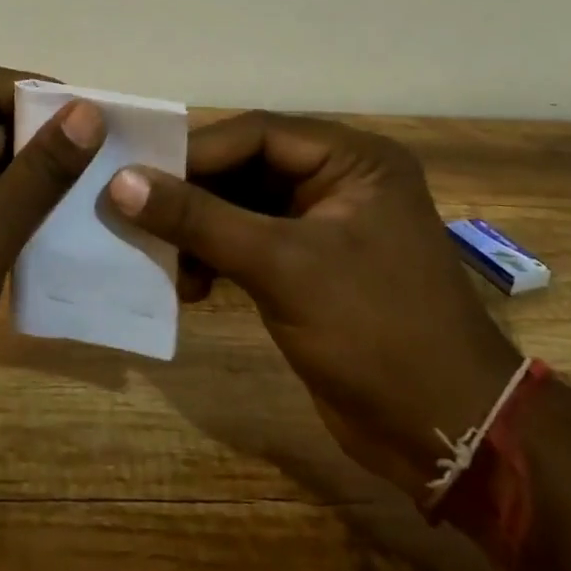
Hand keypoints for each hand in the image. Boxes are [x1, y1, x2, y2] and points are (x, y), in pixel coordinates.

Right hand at [105, 112, 521, 494]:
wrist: (449, 436)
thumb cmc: (375, 332)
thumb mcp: (282, 267)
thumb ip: (200, 220)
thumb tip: (121, 183)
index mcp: (352, 159)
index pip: (256, 134)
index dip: (194, 152)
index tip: (134, 175)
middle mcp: (340, 180)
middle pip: (245, 168)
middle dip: (192, 195)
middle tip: (135, 214)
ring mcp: (326, 225)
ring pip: (242, 207)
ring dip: (199, 231)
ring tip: (161, 259)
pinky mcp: (312, 267)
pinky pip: (250, 243)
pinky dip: (216, 258)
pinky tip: (189, 285)